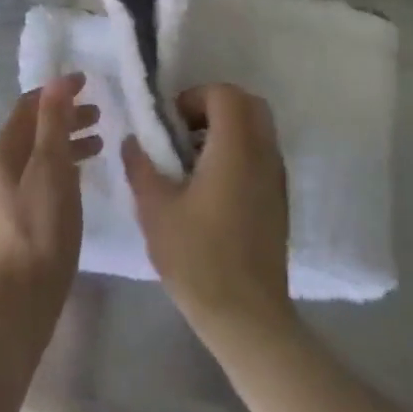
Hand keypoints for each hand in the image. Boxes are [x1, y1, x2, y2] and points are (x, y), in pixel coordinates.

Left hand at [0, 75, 101, 357]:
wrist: (16, 308)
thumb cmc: (39, 232)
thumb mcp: (52, 170)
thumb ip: (53, 123)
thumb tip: (56, 80)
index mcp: (0, 154)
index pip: (28, 106)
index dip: (58, 92)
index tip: (89, 84)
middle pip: (31, 132)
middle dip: (64, 118)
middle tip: (100, 116)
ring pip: (34, 158)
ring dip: (65, 146)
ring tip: (98, 147)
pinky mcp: (7, 226)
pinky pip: (35, 181)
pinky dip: (58, 171)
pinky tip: (78, 184)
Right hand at [123, 84, 292, 347]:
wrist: (248, 317)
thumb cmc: (199, 258)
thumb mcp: (155, 211)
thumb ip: (141, 167)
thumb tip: (132, 140)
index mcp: (235, 146)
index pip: (225, 94)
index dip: (195, 97)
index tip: (171, 124)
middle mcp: (263, 152)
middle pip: (247, 104)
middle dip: (214, 108)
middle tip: (184, 134)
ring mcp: (276, 176)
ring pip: (258, 129)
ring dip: (228, 130)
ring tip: (194, 163)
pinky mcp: (280, 199)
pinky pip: (262, 154)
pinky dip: (240, 153)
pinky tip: (213, 189)